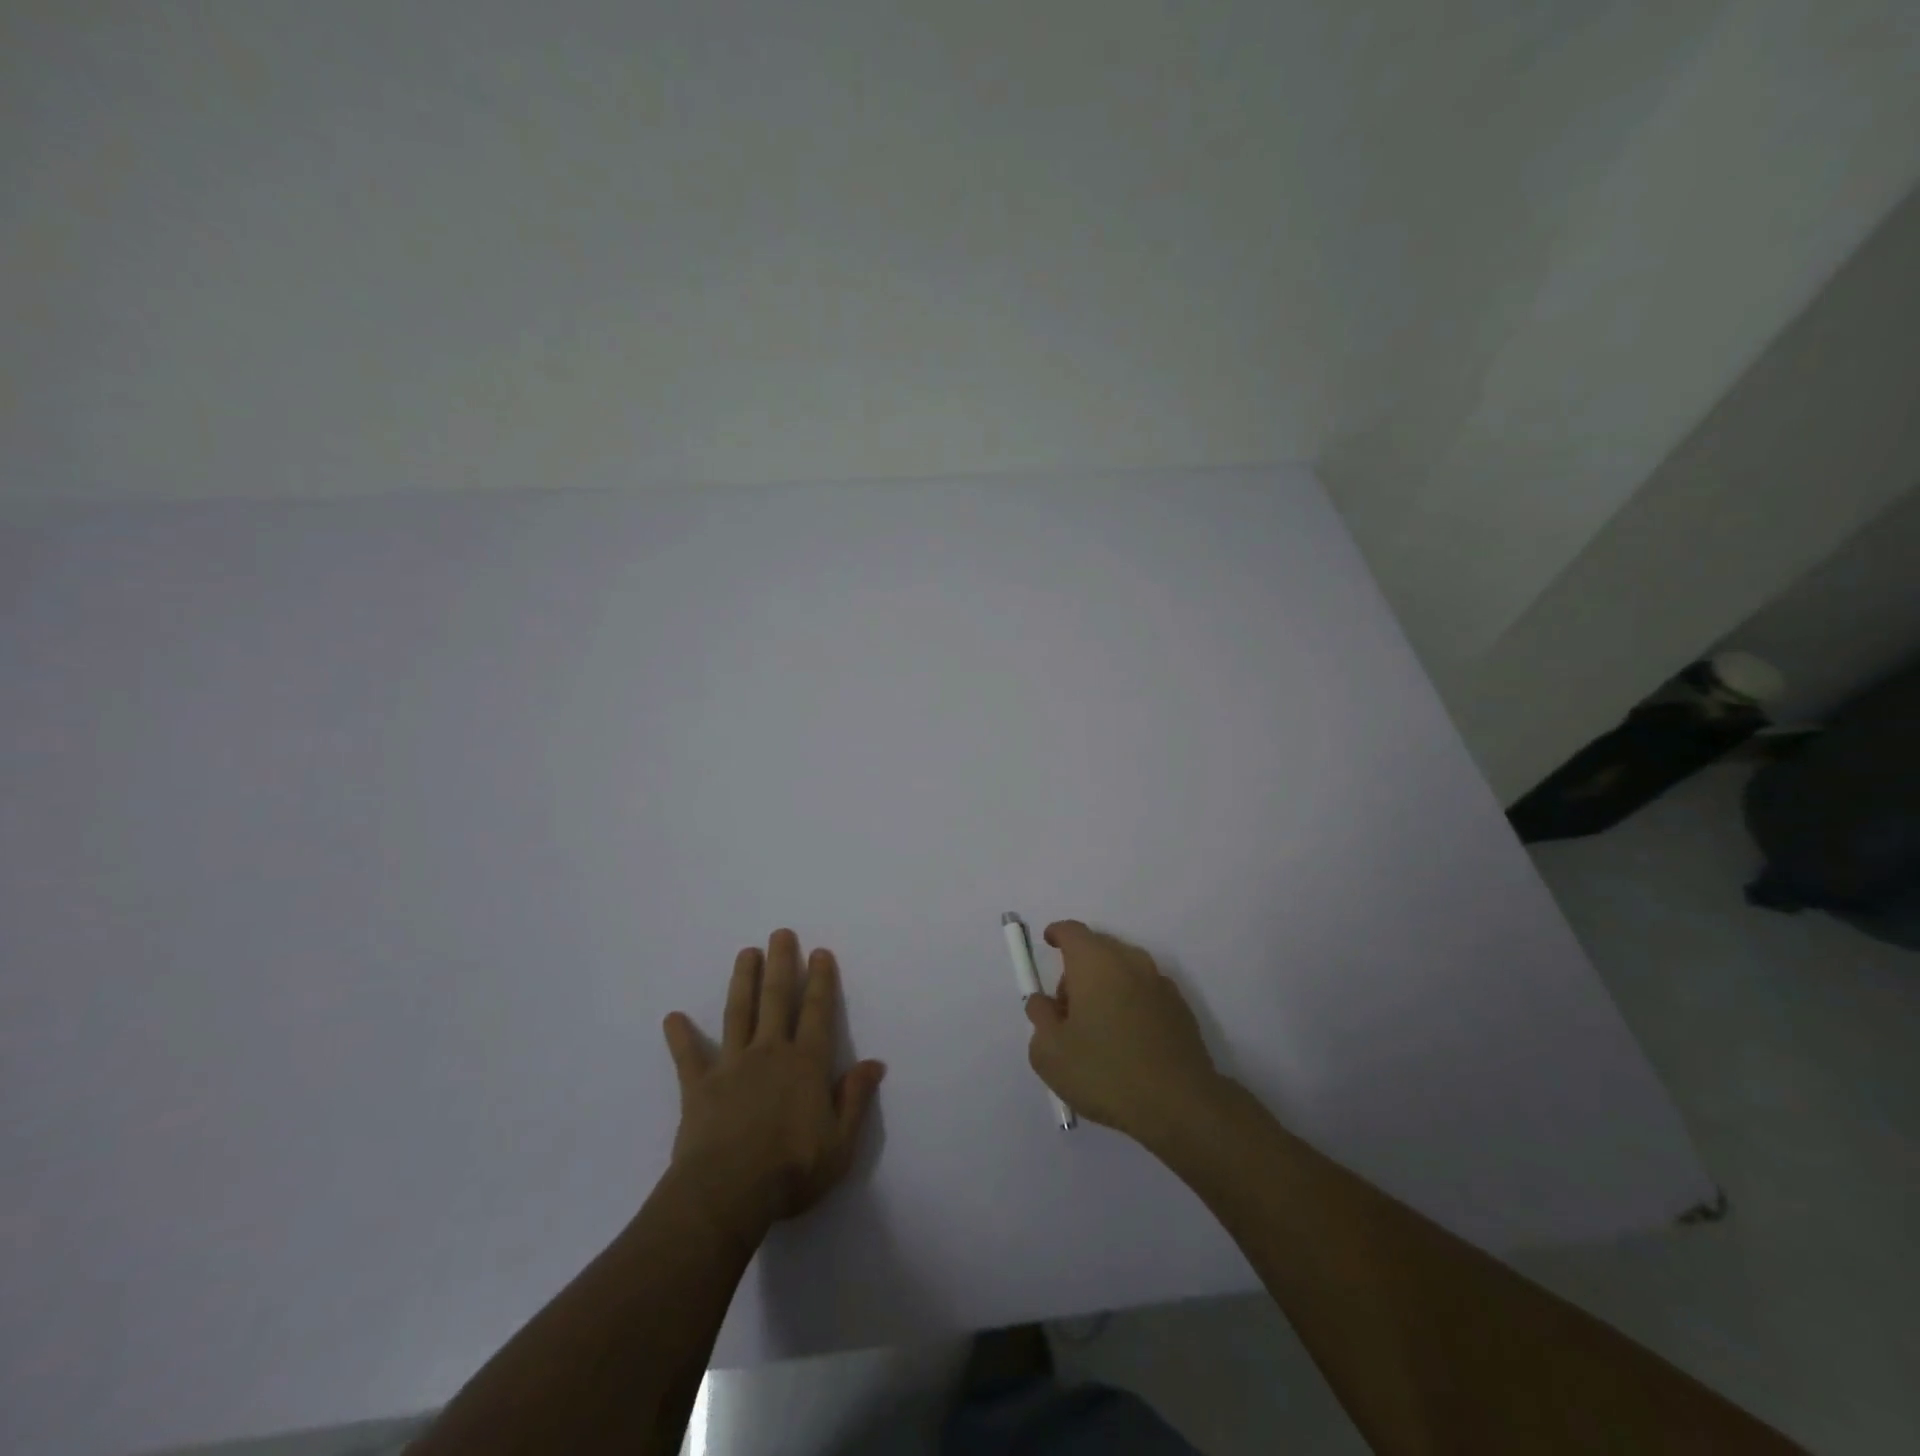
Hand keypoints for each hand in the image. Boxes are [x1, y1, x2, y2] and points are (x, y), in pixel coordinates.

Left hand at [662, 929, 885, 1247]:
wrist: (727, 1194)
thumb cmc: (792, 1170)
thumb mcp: (840, 1143)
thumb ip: (855, 1098)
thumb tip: (875, 1062)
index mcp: (806, 1064)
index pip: (816, 1012)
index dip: (820, 980)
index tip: (819, 952)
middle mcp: (770, 1052)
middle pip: (776, 999)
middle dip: (781, 963)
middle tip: (780, 933)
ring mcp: (732, 1065)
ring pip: (738, 1013)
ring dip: (742, 981)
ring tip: (746, 952)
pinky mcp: (699, 1086)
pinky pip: (688, 1057)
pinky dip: (680, 1037)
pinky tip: (672, 1018)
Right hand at [1024, 920, 1222, 1145]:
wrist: (1180, 1104)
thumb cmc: (1105, 1072)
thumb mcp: (1050, 1052)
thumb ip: (1039, 1017)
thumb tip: (1044, 1003)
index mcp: (1095, 962)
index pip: (1071, 931)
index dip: (1056, 934)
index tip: (1048, 945)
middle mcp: (1130, 961)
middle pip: (1098, 948)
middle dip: (1078, 968)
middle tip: (1066, 1009)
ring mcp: (1160, 983)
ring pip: (1123, 970)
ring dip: (1105, 986)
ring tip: (1097, 1030)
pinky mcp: (1180, 1007)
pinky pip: (1145, 992)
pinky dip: (1130, 1003)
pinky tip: (1127, 1042)